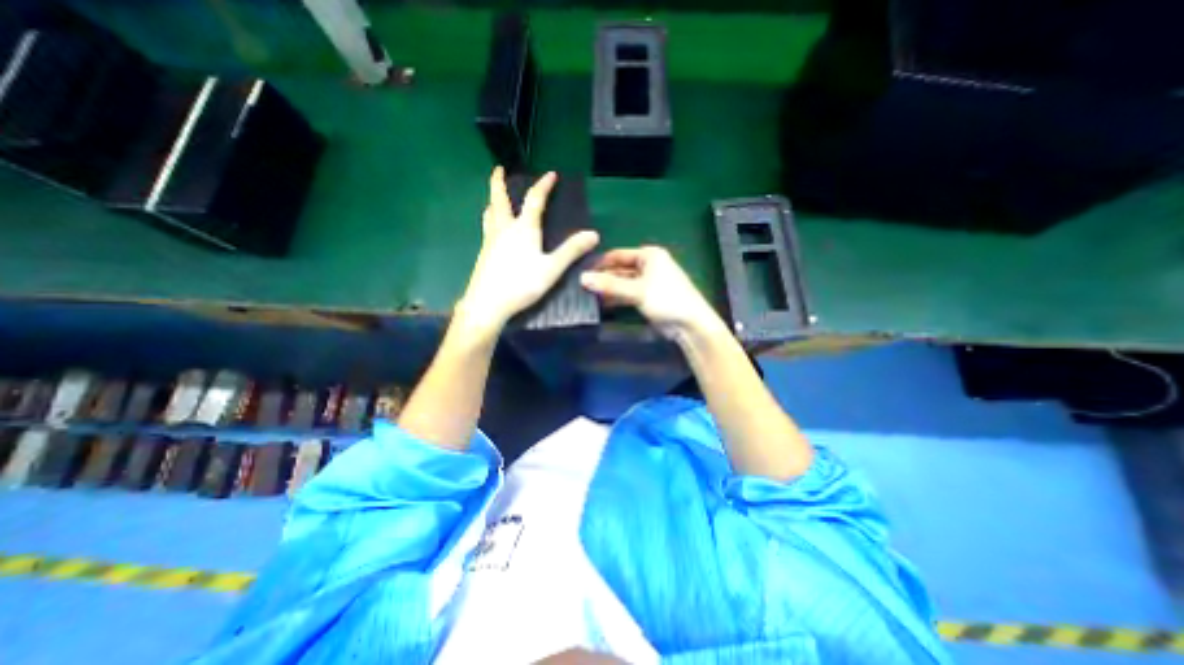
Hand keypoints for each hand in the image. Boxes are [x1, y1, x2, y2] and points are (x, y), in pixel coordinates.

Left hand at [453, 166, 597, 332]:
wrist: (487, 304)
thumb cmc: (521, 284)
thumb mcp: (551, 268)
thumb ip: (571, 251)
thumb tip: (593, 234)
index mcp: (523, 228)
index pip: (535, 200)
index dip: (543, 185)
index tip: (551, 174)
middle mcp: (504, 229)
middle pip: (500, 199)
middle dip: (499, 182)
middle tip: (498, 169)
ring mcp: (490, 241)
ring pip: (489, 214)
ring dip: (492, 201)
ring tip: (494, 198)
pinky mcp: (483, 254)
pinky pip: (487, 228)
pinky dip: (490, 219)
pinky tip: (493, 230)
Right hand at [583, 243, 722, 339]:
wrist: (689, 324)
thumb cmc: (666, 299)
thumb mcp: (637, 290)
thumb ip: (610, 285)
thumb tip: (582, 278)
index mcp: (649, 256)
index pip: (617, 255)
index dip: (600, 263)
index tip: (581, 272)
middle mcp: (648, 265)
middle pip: (619, 269)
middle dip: (603, 278)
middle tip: (582, 287)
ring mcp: (647, 282)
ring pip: (622, 283)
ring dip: (608, 289)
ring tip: (588, 296)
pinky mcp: (647, 297)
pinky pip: (627, 294)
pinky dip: (616, 298)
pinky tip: (602, 304)